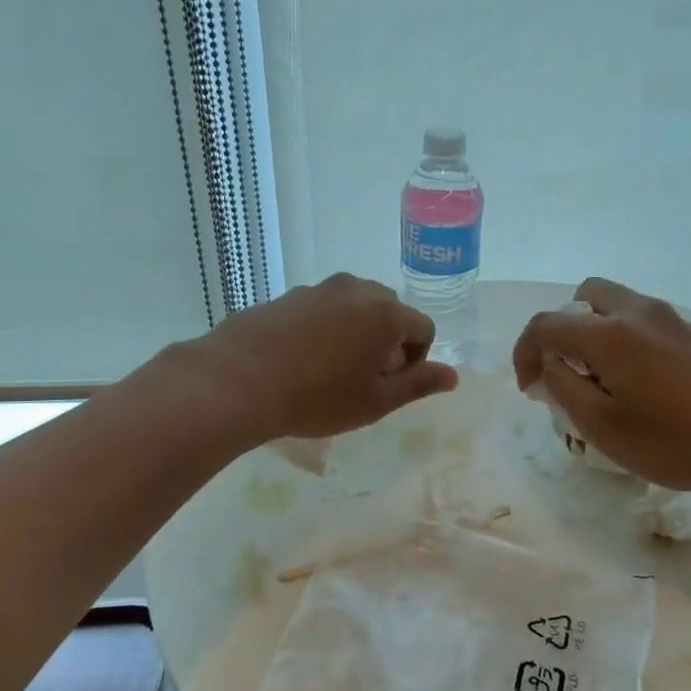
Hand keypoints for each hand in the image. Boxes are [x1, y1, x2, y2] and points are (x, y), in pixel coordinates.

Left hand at [193, 274, 457, 442]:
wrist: (237, 380)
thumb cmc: (318, 397)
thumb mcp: (375, 401)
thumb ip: (418, 385)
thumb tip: (453, 376)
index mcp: (386, 313)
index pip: (422, 329)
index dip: (415, 361)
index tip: (389, 386)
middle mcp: (357, 290)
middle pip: (389, 312)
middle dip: (386, 342)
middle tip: (362, 378)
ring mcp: (318, 289)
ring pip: (353, 308)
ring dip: (354, 333)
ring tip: (329, 370)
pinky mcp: (287, 296)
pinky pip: (320, 310)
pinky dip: (322, 330)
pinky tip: (299, 360)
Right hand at [512, 278, 690, 501]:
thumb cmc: (674, 441)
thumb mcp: (602, 426)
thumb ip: (563, 387)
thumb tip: (548, 364)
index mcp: (608, 332)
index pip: (546, 324)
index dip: (526, 353)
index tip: (530, 389)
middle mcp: (637, 311)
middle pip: (583, 297)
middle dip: (562, 329)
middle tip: (565, 371)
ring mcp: (669, 318)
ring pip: (614, 305)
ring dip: (593, 332)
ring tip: (598, 380)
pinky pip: (640, 320)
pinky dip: (621, 338)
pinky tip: (635, 382)